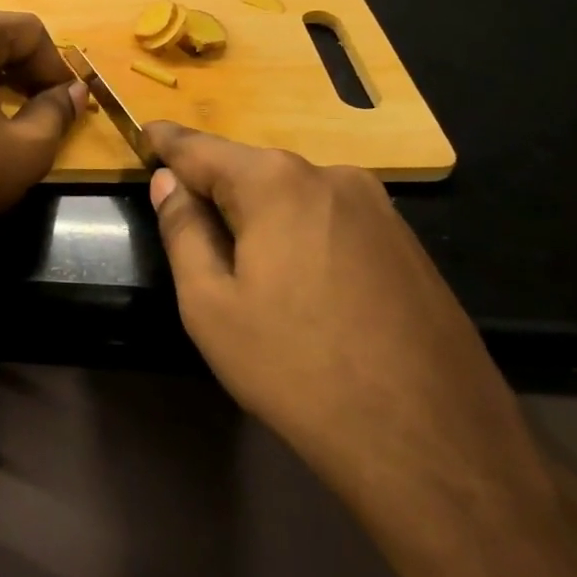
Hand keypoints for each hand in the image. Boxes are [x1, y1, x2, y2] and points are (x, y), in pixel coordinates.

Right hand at [143, 123, 528, 503]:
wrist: (432, 443)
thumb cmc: (297, 370)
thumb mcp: (211, 306)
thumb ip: (183, 231)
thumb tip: (168, 182)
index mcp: (276, 183)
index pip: (201, 149)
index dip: (167, 142)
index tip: (144, 133)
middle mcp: (332, 176)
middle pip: (252, 171)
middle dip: (217, 189)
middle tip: (189, 221)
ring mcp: (379, 208)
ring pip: (295, 197)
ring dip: (262, 217)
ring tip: (248, 269)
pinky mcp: (408, 244)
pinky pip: (333, 222)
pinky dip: (303, 237)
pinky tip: (306, 290)